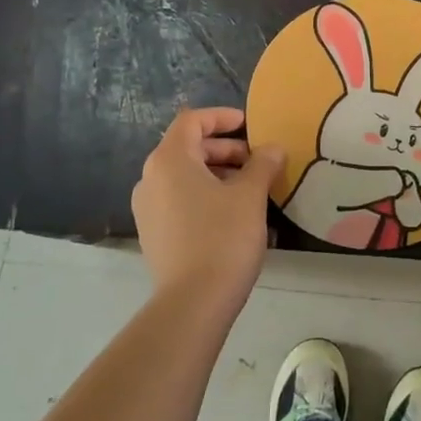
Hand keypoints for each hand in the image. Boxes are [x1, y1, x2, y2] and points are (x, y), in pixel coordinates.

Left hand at [132, 108, 285, 305]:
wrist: (192, 303)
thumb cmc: (222, 237)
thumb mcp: (250, 195)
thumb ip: (262, 164)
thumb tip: (272, 149)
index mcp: (169, 160)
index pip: (192, 121)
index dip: (221, 117)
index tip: (250, 126)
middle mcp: (150, 179)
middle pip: (188, 148)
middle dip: (225, 149)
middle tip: (257, 161)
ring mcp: (148, 209)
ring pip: (184, 176)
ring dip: (218, 173)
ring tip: (251, 188)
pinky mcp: (153, 234)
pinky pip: (179, 200)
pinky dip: (205, 195)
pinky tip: (234, 215)